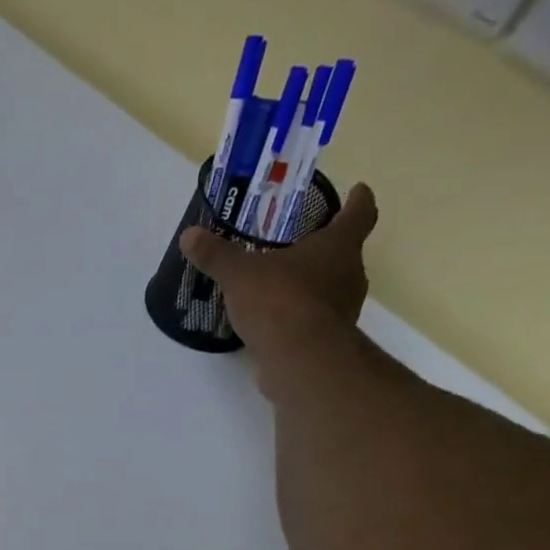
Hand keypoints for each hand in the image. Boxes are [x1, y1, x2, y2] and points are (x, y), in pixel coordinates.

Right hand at [180, 182, 379, 368]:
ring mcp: (344, 310)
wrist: (299, 359)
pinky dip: (301, 315)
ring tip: (284, 284)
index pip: (359, 213)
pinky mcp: (329, 340)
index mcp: (338, 246)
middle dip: (328, 248)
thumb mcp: (239, 275)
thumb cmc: (279, 301)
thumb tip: (189, 235)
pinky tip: (277, 320)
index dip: (358, 200)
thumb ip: (216, 255)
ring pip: (333, 287)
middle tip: (302, 244)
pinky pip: (316, 319)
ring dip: (314, 284)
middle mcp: (350, 274)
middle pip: (346, 253)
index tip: (357, 191)